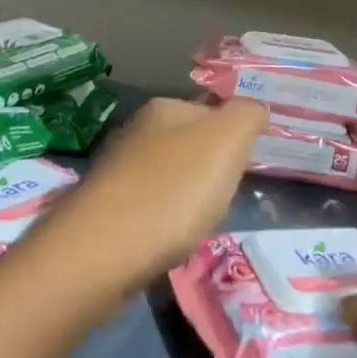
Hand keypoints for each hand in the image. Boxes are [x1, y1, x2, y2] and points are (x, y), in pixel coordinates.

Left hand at [46, 96, 266, 301]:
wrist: (103, 250)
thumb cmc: (173, 189)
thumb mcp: (226, 140)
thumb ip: (246, 116)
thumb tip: (254, 107)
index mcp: (163, 108)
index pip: (209, 109)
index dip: (232, 137)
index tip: (242, 167)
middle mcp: (135, 131)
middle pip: (187, 144)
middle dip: (208, 169)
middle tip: (224, 198)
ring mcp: (115, 171)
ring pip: (166, 177)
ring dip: (185, 197)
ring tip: (198, 222)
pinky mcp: (104, 210)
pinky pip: (147, 208)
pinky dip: (163, 222)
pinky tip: (168, 240)